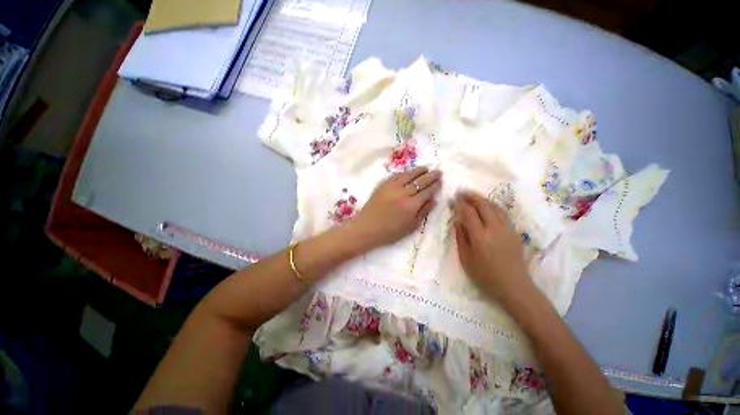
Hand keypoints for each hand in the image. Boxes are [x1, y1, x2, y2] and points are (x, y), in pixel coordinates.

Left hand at [349, 166, 441, 249]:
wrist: (367, 228)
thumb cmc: (390, 232)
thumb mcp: (411, 227)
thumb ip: (423, 212)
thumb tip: (433, 200)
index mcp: (412, 205)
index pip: (427, 191)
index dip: (435, 185)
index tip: (440, 181)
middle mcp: (403, 193)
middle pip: (420, 181)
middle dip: (431, 176)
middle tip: (438, 172)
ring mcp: (392, 187)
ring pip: (408, 175)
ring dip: (419, 170)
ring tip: (426, 168)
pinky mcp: (383, 185)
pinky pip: (396, 175)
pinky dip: (405, 172)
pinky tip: (409, 172)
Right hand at [453, 192, 531, 301]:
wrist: (513, 286)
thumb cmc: (485, 275)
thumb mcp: (466, 258)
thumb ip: (461, 237)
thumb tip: (457, 221)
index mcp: (480, 236)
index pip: (468, 212)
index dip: (460, 203)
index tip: (453, 198)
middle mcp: (494, 228)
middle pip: (483, 205)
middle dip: (471, 196)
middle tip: (462, 192)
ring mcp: (507, 229)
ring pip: (495, 207)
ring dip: (483, 199)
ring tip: (474, 196)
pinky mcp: (514, 232)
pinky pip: (503, 213)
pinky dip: (493, 206)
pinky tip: (489, 207)